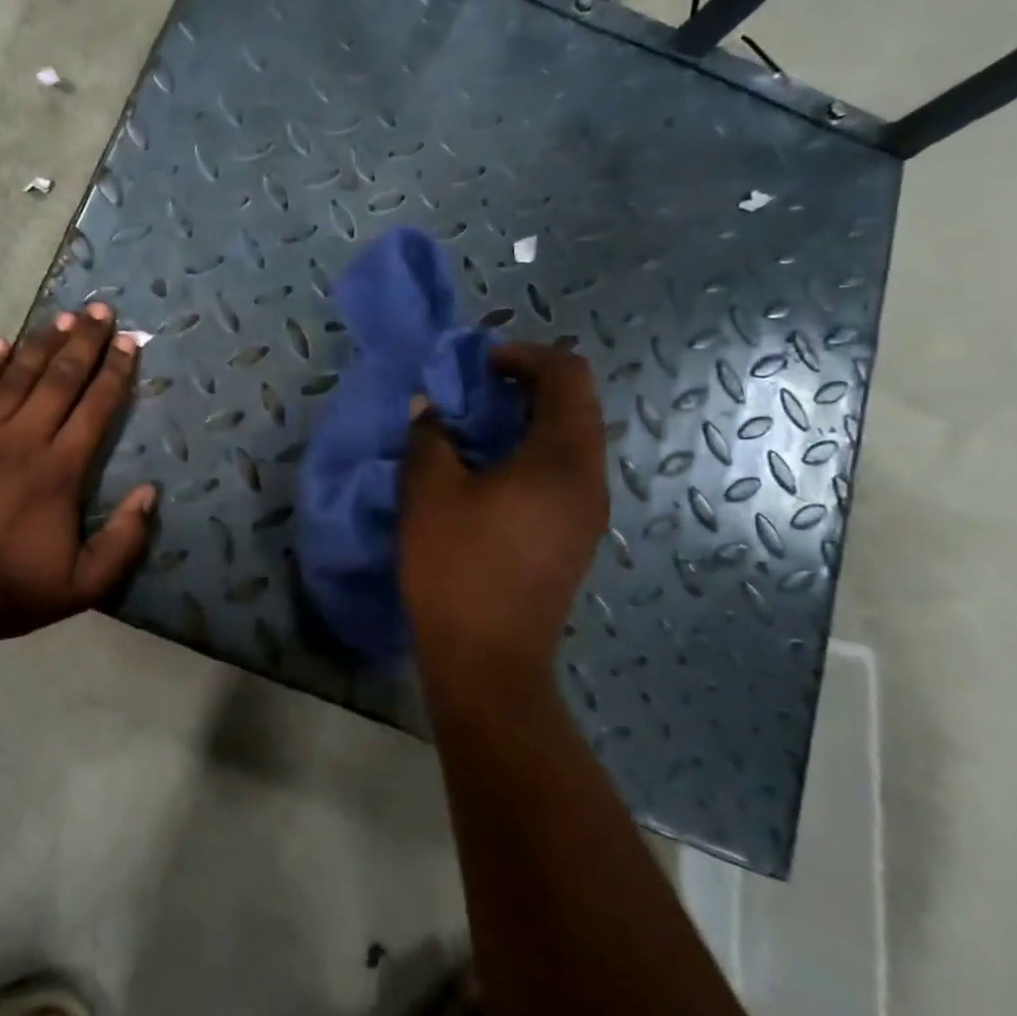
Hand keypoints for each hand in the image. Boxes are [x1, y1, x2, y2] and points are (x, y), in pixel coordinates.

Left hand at [0, 303, 156, 647]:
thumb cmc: (10, 591)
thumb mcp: (83, 585)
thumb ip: (124, 541)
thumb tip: (150, 492)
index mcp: (60, 472)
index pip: (95, 408)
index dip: (115, 372)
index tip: (129, 341)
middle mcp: (23, 441)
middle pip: (60, 380)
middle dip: (84, 342)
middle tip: (101, 309)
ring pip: (16, 378)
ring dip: (41, 344)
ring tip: (62, 317)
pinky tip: (0, 344)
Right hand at [398, 343, 608, 684]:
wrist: (488, 661)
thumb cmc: (457, 568)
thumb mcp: (428, 492)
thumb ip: (430, 437)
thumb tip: (431, 409)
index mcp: (562, 459)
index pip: (566, 375)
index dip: (523, 354)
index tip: (476, 364)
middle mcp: (588, 479)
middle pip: (573, 406)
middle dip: (521, 386)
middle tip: (467, 394)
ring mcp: (587, 512)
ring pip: (567, 441)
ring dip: (522, 422)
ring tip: (469, 433)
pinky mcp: (573, 537)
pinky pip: (560, 474)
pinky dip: (527, 455)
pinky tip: (483, 476)